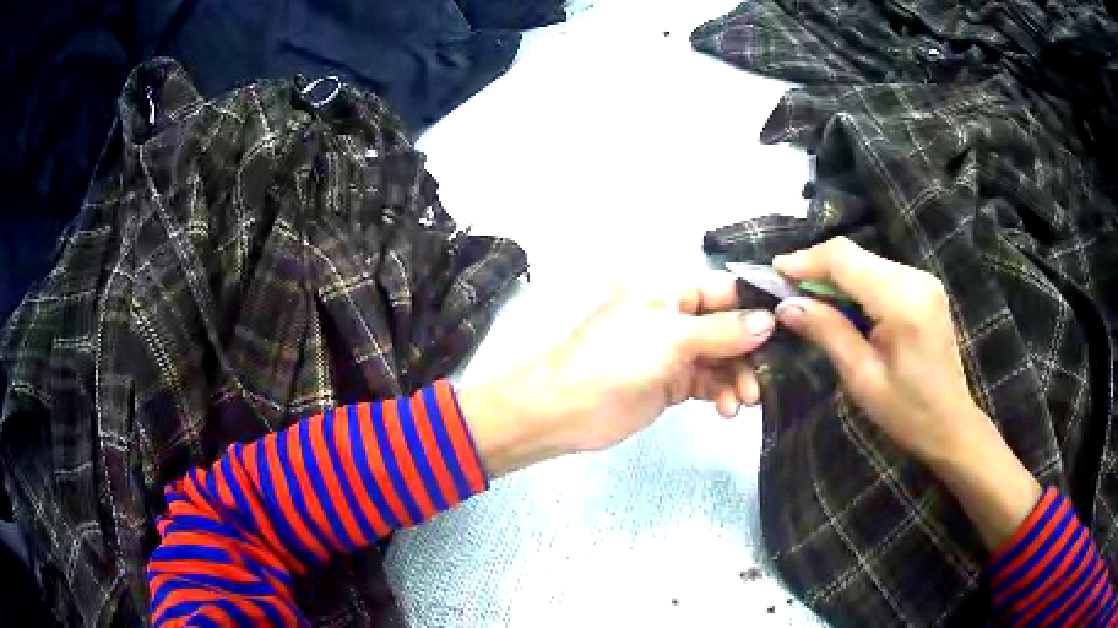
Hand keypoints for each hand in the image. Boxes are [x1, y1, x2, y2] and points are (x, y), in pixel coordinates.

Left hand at [459, 274, 775, 476]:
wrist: (566, 409)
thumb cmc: (614, 359)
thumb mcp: (671, 338)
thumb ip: (723, 331)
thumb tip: (769, 321)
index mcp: (670, 290)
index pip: (726, 291)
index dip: (757, 308)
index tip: (791, 328)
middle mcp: (677, 316)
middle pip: (730, 327)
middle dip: (751, 352)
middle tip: (767, 377)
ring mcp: (676, 352)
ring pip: (724, 358)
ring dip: (739, 378)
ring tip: (745, 400)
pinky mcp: (674, 383)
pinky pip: (710, 383)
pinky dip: (722, 394)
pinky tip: (727, 409)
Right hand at [771, 237, 982, 464]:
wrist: (951, 424)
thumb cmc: (907, 412)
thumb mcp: (862, 378)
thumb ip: (827, 332)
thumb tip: (786, 306)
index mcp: (902, 301)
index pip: (845, 259)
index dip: (807, 260)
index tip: (775, 272)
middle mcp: (915, 277)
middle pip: (855, 255)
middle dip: (818, 268)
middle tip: (788, 292)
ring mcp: (923, 279)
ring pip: (866, 261)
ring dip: (835, 277)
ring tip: (810, 301)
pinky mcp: (924, 287)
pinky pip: (880, 273)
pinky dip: (855, 284)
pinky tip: (842, 306)